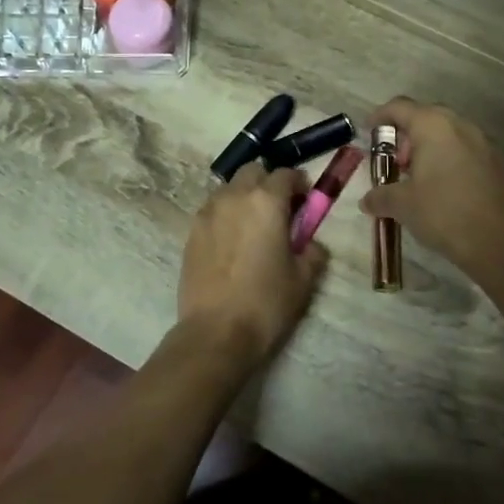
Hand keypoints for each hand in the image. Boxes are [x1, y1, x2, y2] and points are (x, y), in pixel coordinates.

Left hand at [178, 163, 327, 365]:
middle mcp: (234, 197)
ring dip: (244, 196)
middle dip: (268, 182)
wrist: (216, 332)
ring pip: (229, 188)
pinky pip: (212, 209)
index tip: (305, 201)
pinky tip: (232, 241)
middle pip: (253, 171)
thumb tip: (310, 243)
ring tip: (253, 225)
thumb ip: (312, 252)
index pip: (285, 174)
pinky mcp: (191, 231)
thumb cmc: (266, 303)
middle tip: (279, 209)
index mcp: (266, 202)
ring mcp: (208, 212)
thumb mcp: (303, 279)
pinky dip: (225, 214)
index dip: (299, 184)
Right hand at [360, 99, 503, 281]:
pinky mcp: (495, 162)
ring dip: (427, 147)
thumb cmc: (442, 212)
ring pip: (447, 133)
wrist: (498, 241)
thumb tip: (366, 200)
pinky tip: (440, 186)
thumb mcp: (402, 205)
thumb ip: (380, 196)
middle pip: (425, 117)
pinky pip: (463, 149)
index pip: (399, 107)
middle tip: (393, 161)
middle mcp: (459, 125)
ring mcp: (482, 142)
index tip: (368, 131)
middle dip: (405, 135)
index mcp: (432, 126)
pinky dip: (446, 158)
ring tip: (415, 176)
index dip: (380, 117)